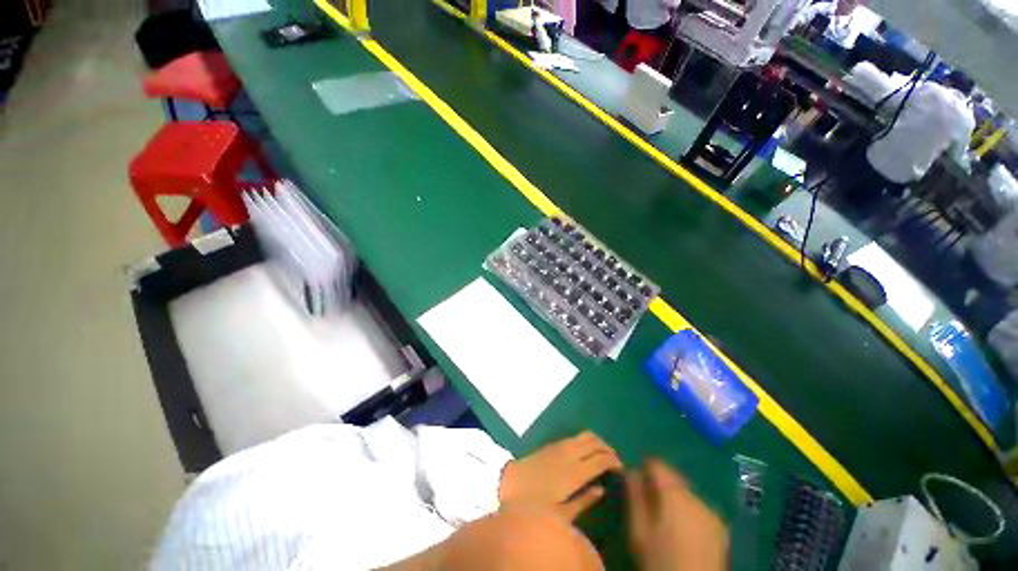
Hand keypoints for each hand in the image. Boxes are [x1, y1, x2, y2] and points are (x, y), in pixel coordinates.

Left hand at [499, 431, 622, 519]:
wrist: (511, 484)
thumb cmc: (537, 505)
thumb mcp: (563, 513)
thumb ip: (585, 500)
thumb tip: (602, 489)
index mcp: (575, 472)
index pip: (601, 459)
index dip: (614, 461)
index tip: (620, 469)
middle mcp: (570, 453)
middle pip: (595, 442)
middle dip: (608, 448)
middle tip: (614, 460)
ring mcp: (560, 445)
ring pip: (585, 435)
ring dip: (597, 441)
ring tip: (603, 453)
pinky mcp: (552, 443)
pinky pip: (574, 437)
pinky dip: (585, 440)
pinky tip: (585, 450)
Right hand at [626, 459, 727, 570]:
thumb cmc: (660, 558)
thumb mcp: (638, 529)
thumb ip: (634, 496)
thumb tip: (631, 471)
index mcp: (674, 492)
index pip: (657, 464)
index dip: (644, 468)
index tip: (635, 483)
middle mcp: (695, 495)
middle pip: (673, 478)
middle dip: (659, 485)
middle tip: (647, 504)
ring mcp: (712, 512)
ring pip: (686, 493)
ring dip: (674, 499)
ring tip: (665, 520)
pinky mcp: (721, 528)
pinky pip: (699, 509)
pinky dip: (688, 512)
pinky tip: (682, 531)